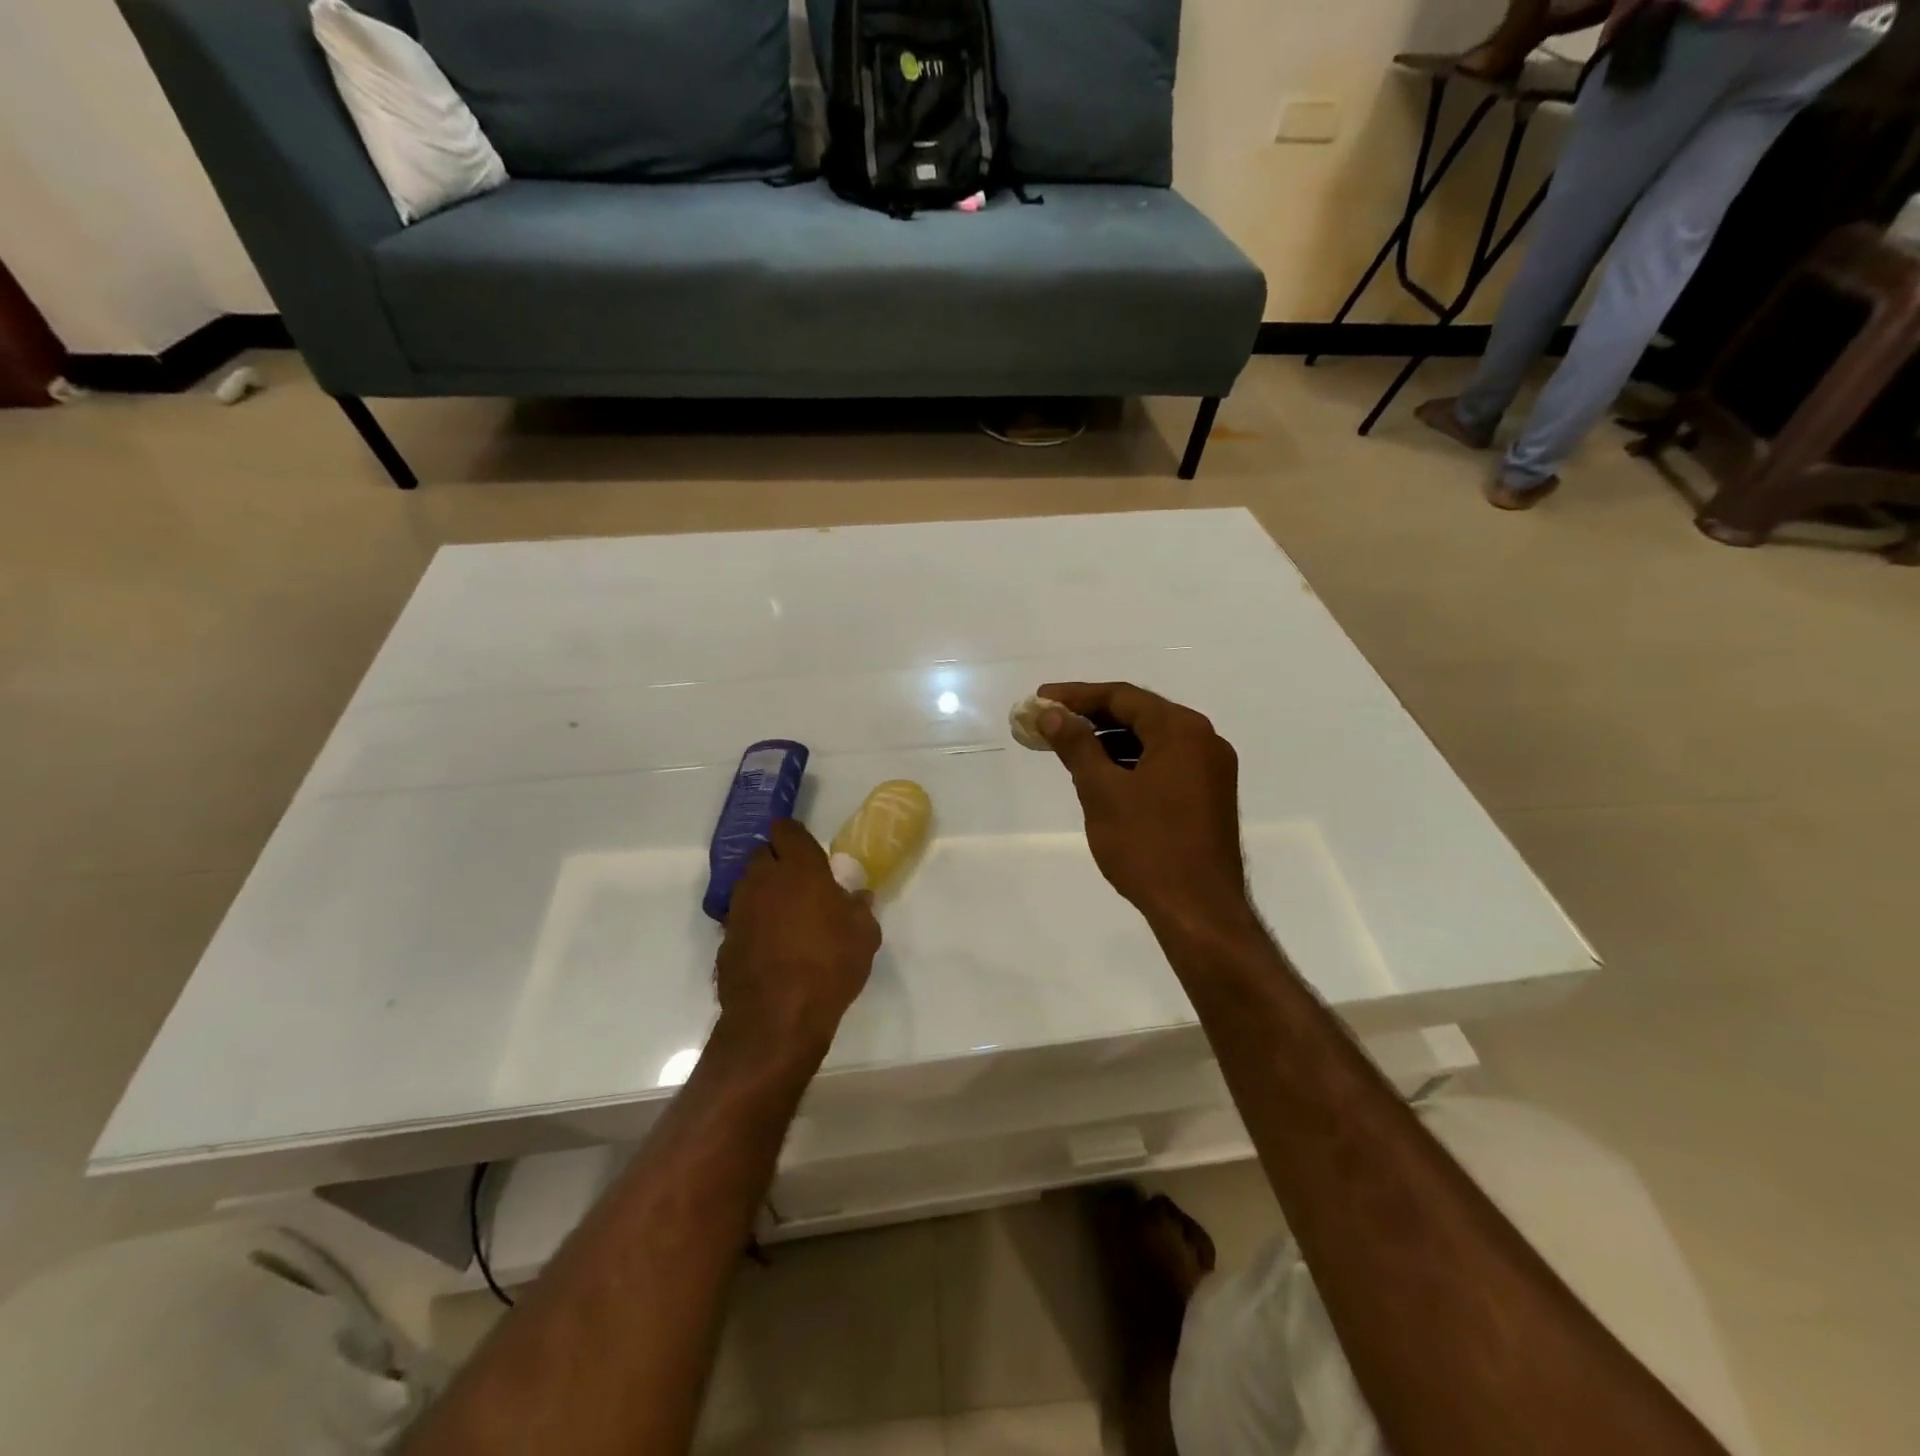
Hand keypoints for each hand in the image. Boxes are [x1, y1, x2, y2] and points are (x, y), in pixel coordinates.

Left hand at [716, 819, 880, 1057]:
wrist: (777, 1018)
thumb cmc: (830, 966)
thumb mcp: (864, 936)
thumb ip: (860, 908)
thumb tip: (858, 896)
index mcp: (800, 869)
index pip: (787, 830)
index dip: (793, 834)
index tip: (803, 846)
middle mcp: (763, 880)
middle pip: (762, 854)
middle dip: (776, 860)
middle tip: (798, 881)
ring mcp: (739, 910)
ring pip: (748, 885)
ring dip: (763, 891)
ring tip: (784, 915)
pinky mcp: (725, 939)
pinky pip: (740, 918)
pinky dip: (753, 923)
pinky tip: (769, 945)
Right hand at [1036, 682, 1252, 935]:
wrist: (1198, 909)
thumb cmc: (1147, 845)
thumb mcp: (1102, 791)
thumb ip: (1076, 745)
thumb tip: (1052, 714)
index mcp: (1182, 730)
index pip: (1122, 696)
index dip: (1076, 695)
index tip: (1040, 699)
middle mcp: (1204, 740)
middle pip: (1139, 714)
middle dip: (1091, 717)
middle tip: (1049, 722)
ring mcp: (1211, 769)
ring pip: (1152, 740)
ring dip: (1110, 741)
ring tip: (1069, 748)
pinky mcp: (1209, 796)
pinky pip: (1164, 763)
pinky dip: (1131, 762)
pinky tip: (1103, 775)